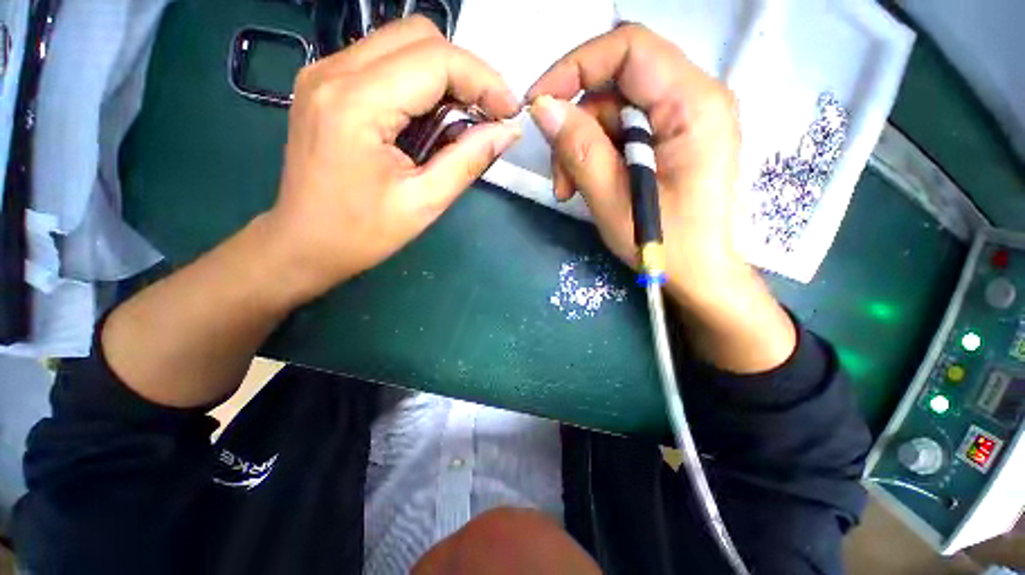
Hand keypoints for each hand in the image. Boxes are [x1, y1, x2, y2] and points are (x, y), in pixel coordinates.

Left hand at [267, 16, 520, 302]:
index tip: (510, 111)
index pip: (435, 59)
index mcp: (356, 103)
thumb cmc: (362, 233)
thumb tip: (507, 132)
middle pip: (418, 36)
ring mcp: (324, 72)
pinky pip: (384, 61)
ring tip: (463, 118)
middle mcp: (333, 71)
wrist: (304, 242)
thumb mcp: (424, 203)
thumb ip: (468, 161)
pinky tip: (431, 116)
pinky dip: (419, 81)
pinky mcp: (325, 83)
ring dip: (444, 75)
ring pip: (402, 43)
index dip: (483, 79)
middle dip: (465, 71)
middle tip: (488, 114)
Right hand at [528, 24, 794, 372]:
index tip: (538, 103)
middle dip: (576, 125)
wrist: (699, 274)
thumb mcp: (614, 202)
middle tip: (560, 176)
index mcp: (693, 105)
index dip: (575, 66)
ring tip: (569, 189)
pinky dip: (596, 154)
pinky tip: (586, 184)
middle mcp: (694, 99)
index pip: (629, 49)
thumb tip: (544, 108)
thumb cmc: (665, 246)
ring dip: (581, 146)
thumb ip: (580, 150)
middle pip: (616, 83)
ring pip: (613, 110)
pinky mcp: (671, 138)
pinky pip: (622, 130)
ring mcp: (683, 119)